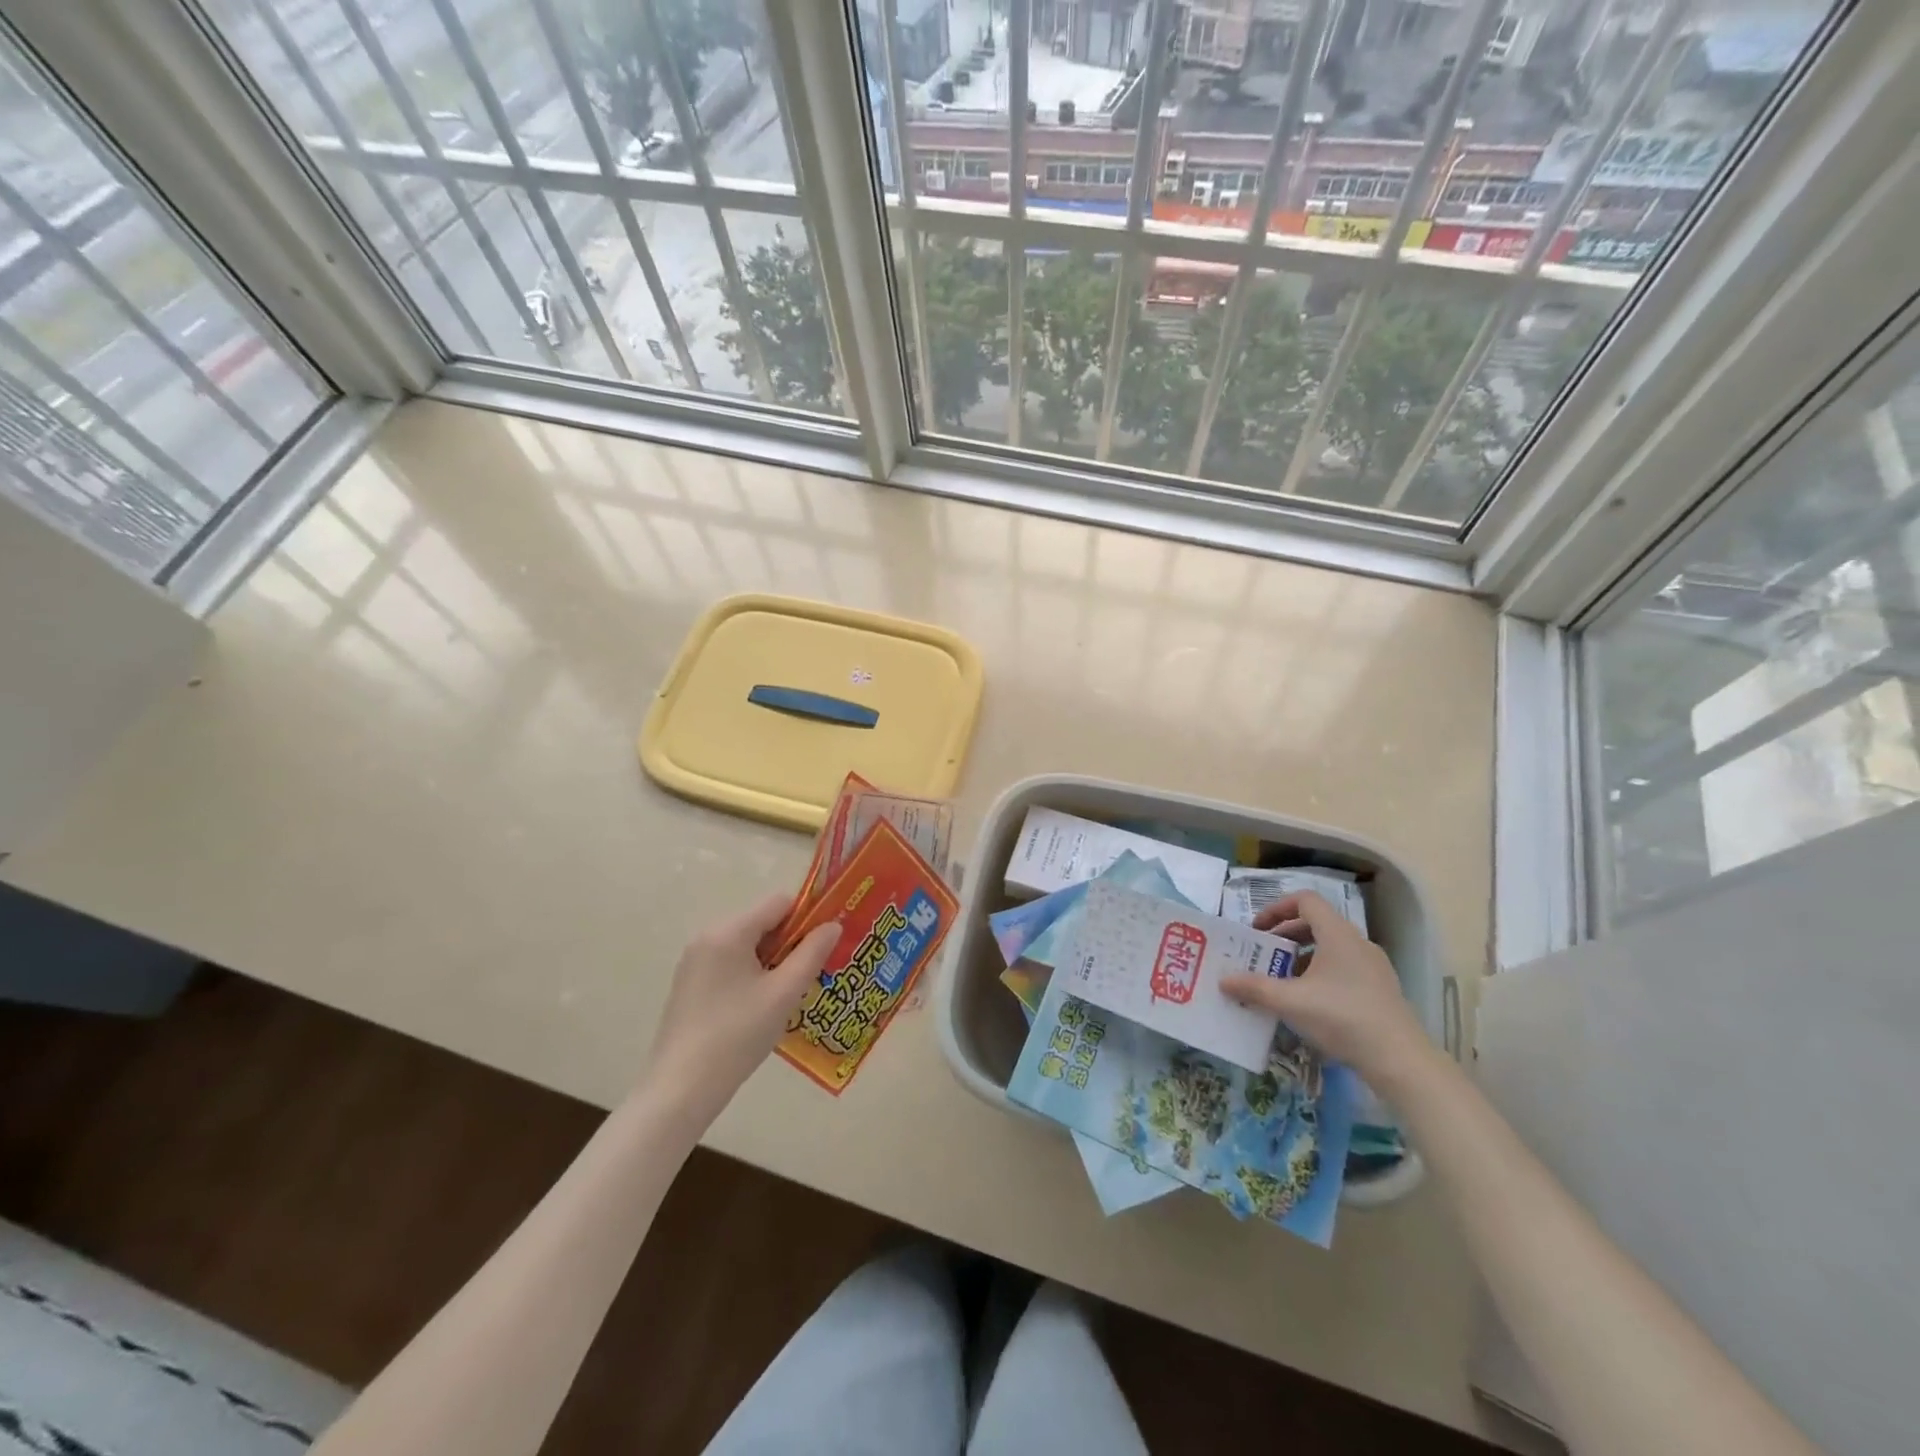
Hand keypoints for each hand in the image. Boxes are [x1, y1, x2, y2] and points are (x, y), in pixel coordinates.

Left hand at [641, 894, 838, 1128]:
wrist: (681, 1088)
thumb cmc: (737, 1035)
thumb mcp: (784, 993)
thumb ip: (812, 954)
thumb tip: (833, 925)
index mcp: (729, 931)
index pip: (779, 903)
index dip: (807, 918)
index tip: (824, 946)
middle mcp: (708, 936)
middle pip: (762, 923)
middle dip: (790, 943)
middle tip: (809, 975)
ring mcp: (694, 961)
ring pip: (747, 945)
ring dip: (772, 961)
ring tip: (787, 995)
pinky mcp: (689, 984)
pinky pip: (730, 963)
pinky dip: (751, 974)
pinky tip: (760, 1008)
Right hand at [1218, 891, 1430, 1080]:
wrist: (1401, 1060)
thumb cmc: (1342, 1018)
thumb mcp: (1291, 1002)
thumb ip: (1255, 988)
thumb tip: (1224, 981)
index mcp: (1338, 934)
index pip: (1305, 900)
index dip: (1277, 908)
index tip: (1257, 930)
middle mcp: (1357, 943)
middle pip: (1316, 924)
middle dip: (1285, 936)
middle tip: (1263, 956)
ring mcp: (1373, 967)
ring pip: (1330, 949)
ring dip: (1301, 958)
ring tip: (1282, 981)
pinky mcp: (1380, 990)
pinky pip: (1343, 969)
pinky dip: (1320, 975)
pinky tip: (1308, 1004)